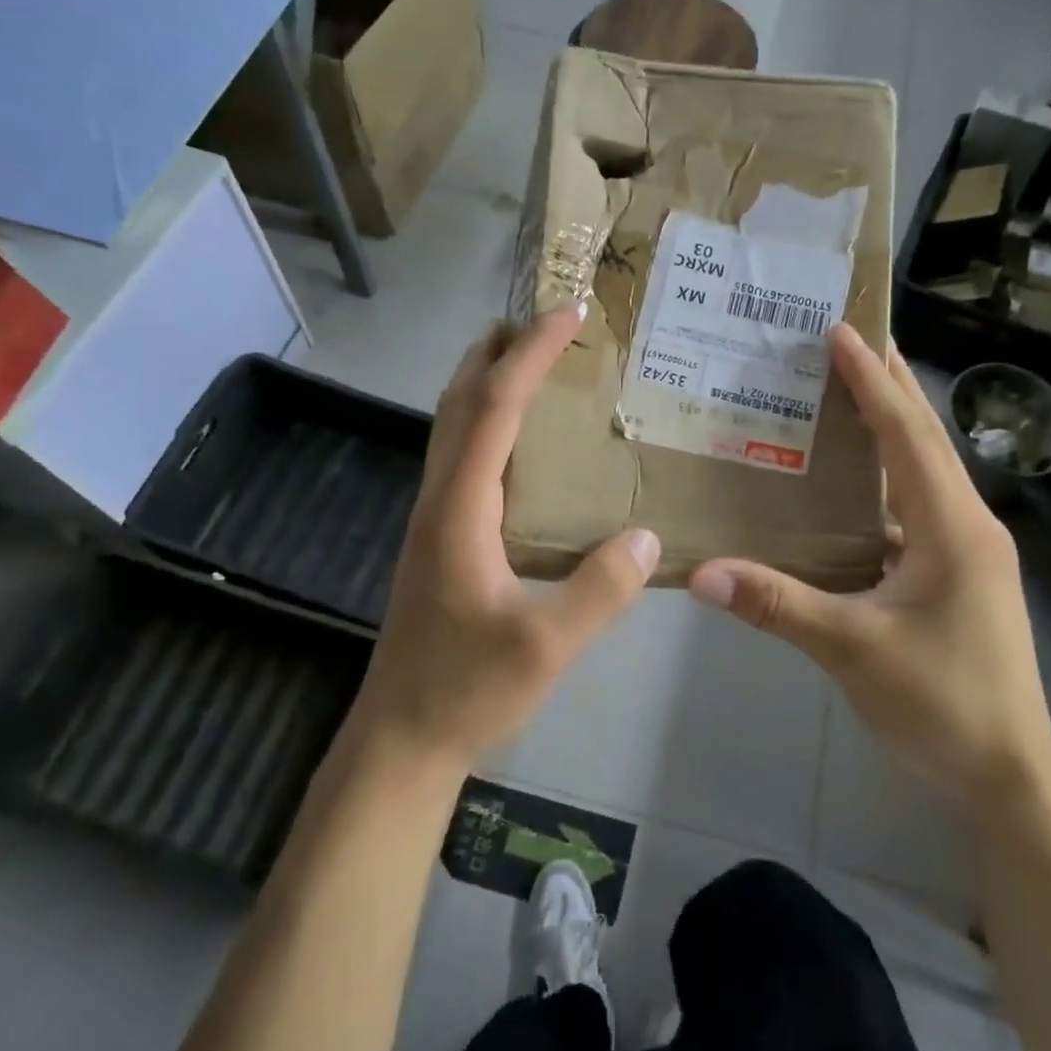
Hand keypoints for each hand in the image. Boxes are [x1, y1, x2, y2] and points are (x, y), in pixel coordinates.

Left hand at [354, 305, 659, 770]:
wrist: (402, 737)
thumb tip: (648, 536)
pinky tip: (517, 446)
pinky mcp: (438, 541)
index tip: (567, 313)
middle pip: (460, 402)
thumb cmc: (467, 689)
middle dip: (499, 351)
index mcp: (460, 509)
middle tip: (546, 323)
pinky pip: (460, 459)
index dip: (530, 355)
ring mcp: (433, 520)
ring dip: (486, 383)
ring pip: (453, 428)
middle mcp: (438, 500)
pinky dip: (486, 424)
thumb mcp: (547, 645)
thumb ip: (600, 589)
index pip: (494, 408)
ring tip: (531, 363)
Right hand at [689, 326, 1050, 814]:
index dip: (873, 382)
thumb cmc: (941, 702)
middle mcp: (967, 526)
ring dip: (890, 431)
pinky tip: (851, 488)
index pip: (907, 436)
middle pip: (925, 441)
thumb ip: (776, 605)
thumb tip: (701, 573)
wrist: (1008, 776)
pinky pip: (915, 511)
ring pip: (923, 475)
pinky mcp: (956, 578)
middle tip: (851, 339)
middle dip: (890, 386)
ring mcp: (966, 553)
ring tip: (847, 395)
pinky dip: (884, 484)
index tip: (843, 331)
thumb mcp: (851, 650)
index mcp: (953, 528)